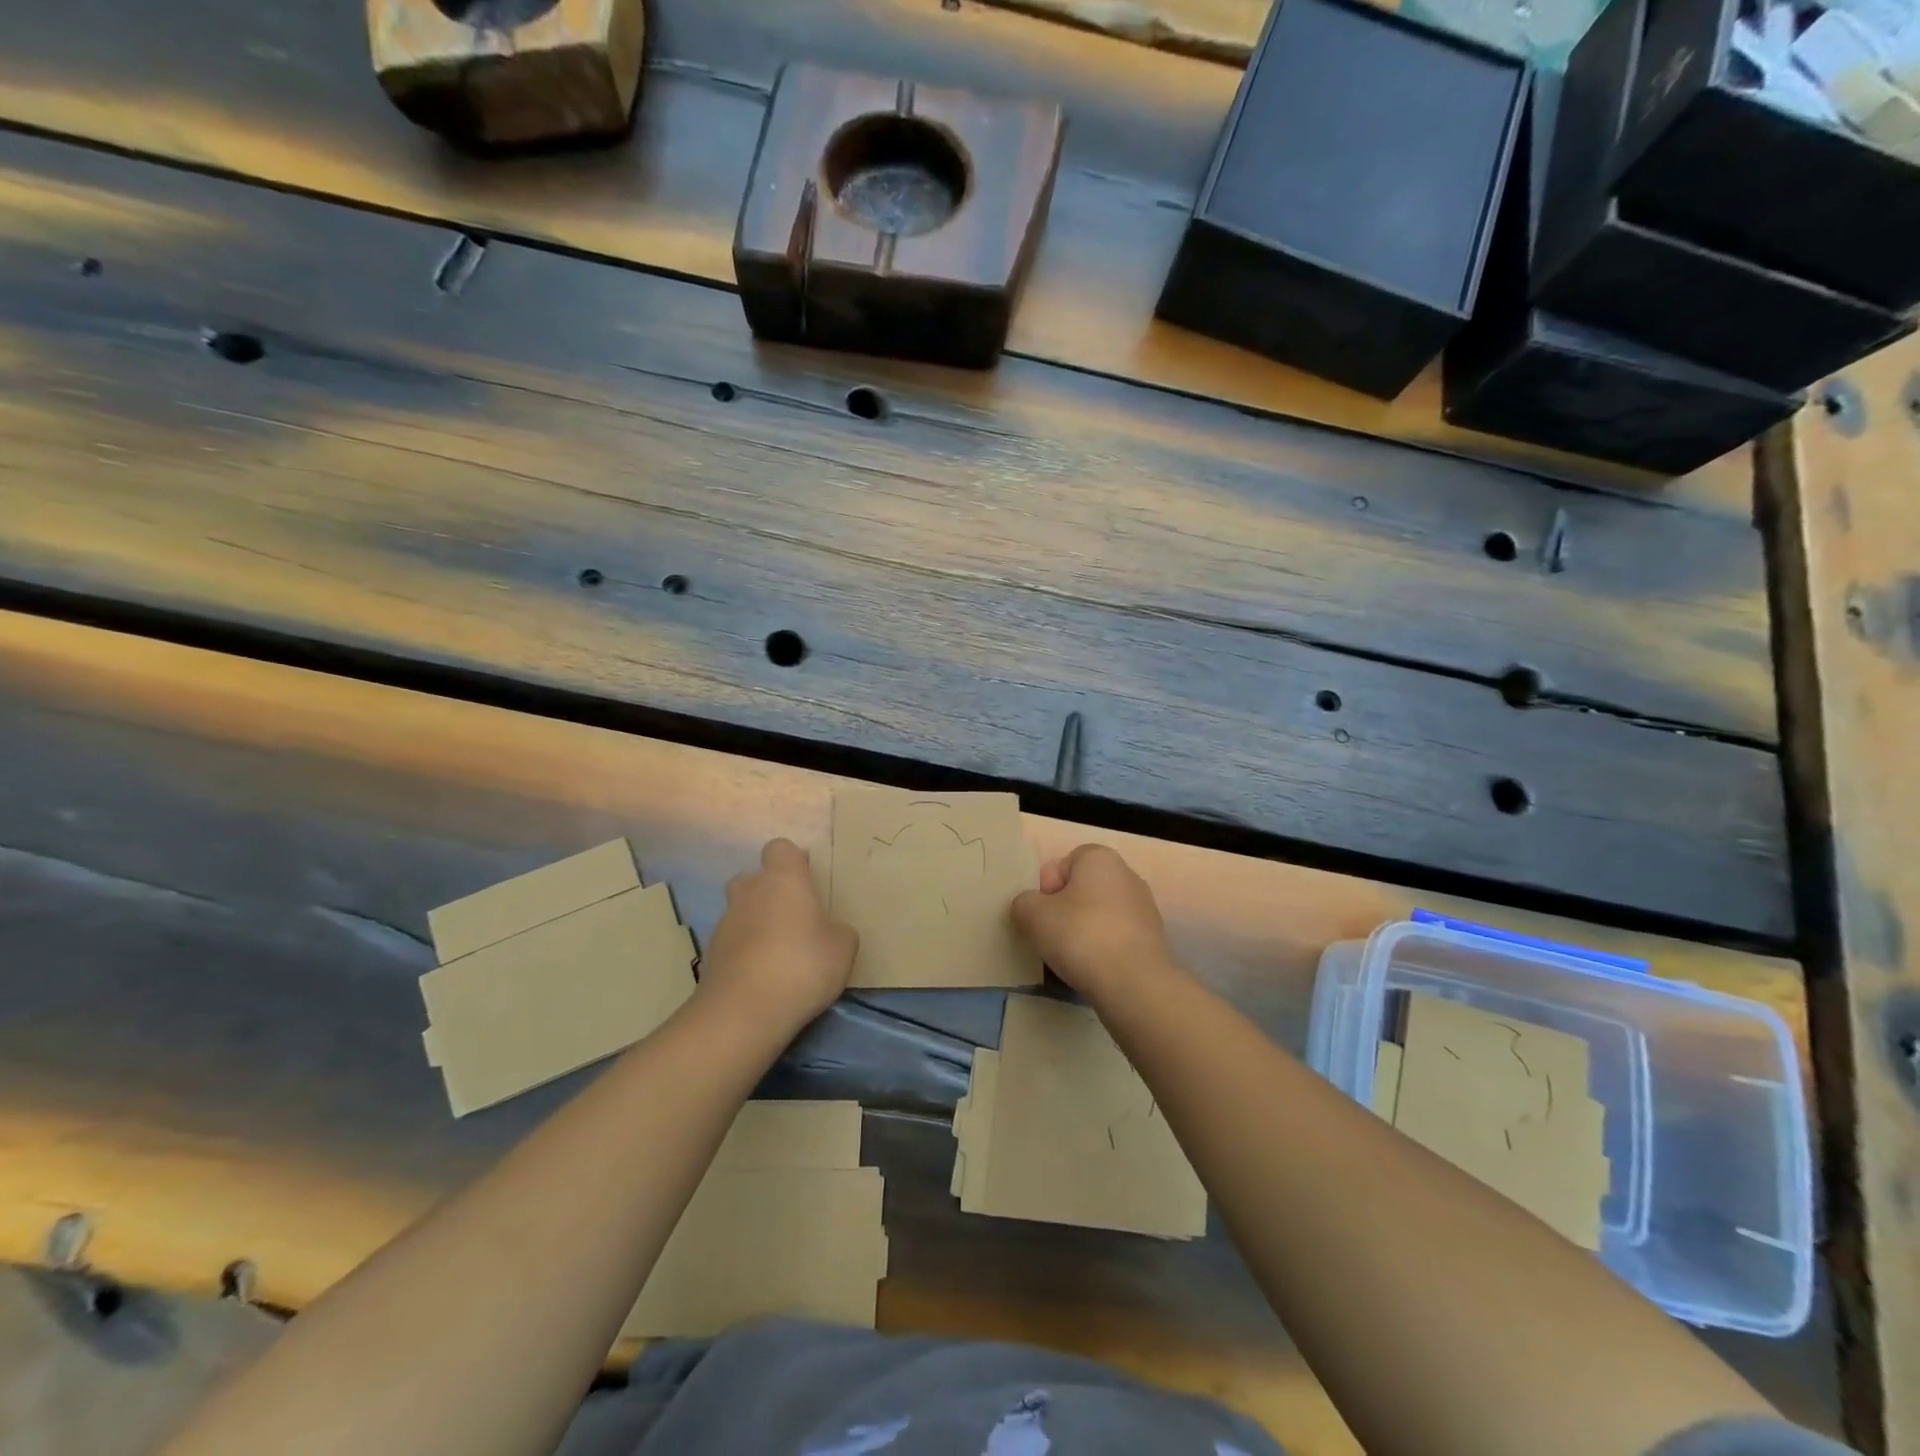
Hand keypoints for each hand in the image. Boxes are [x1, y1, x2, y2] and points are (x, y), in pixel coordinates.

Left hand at [699, 839, 857, 1032]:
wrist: (743, 1012)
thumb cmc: (802, 965)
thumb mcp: (843, 947)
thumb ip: (837, 930)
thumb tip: (829, 931)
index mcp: (783, 879)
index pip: (781, 848)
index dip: (793, 862)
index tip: (809, 882)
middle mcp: (749, 892)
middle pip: (754, 879)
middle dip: (770, 893)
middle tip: (794, 918)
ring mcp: (724, 923)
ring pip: (742, 912)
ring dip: (757, 925)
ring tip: (781, 956)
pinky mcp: (710, 956)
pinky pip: (733, 944)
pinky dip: (746, 954)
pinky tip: (764, 979)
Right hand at [1011, 844, 1175, 1002]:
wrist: (1134, 983)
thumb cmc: (1080, 935)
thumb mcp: (1032, 914)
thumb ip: (1023, 902)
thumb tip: (1031, 907)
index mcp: (1100, 858)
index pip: (1063, 864)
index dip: (1046, 888)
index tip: (1040, 914)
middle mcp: (1127, 875)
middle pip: (1082, 889)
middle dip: (1064, 910)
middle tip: (1050, 936)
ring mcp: (1145, 908)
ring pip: (1100, 915)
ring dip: (1083, 931)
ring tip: (1070, 958)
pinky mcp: (1153, 939)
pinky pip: (1116, 938)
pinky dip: (1103, 949)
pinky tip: (1092, 969)